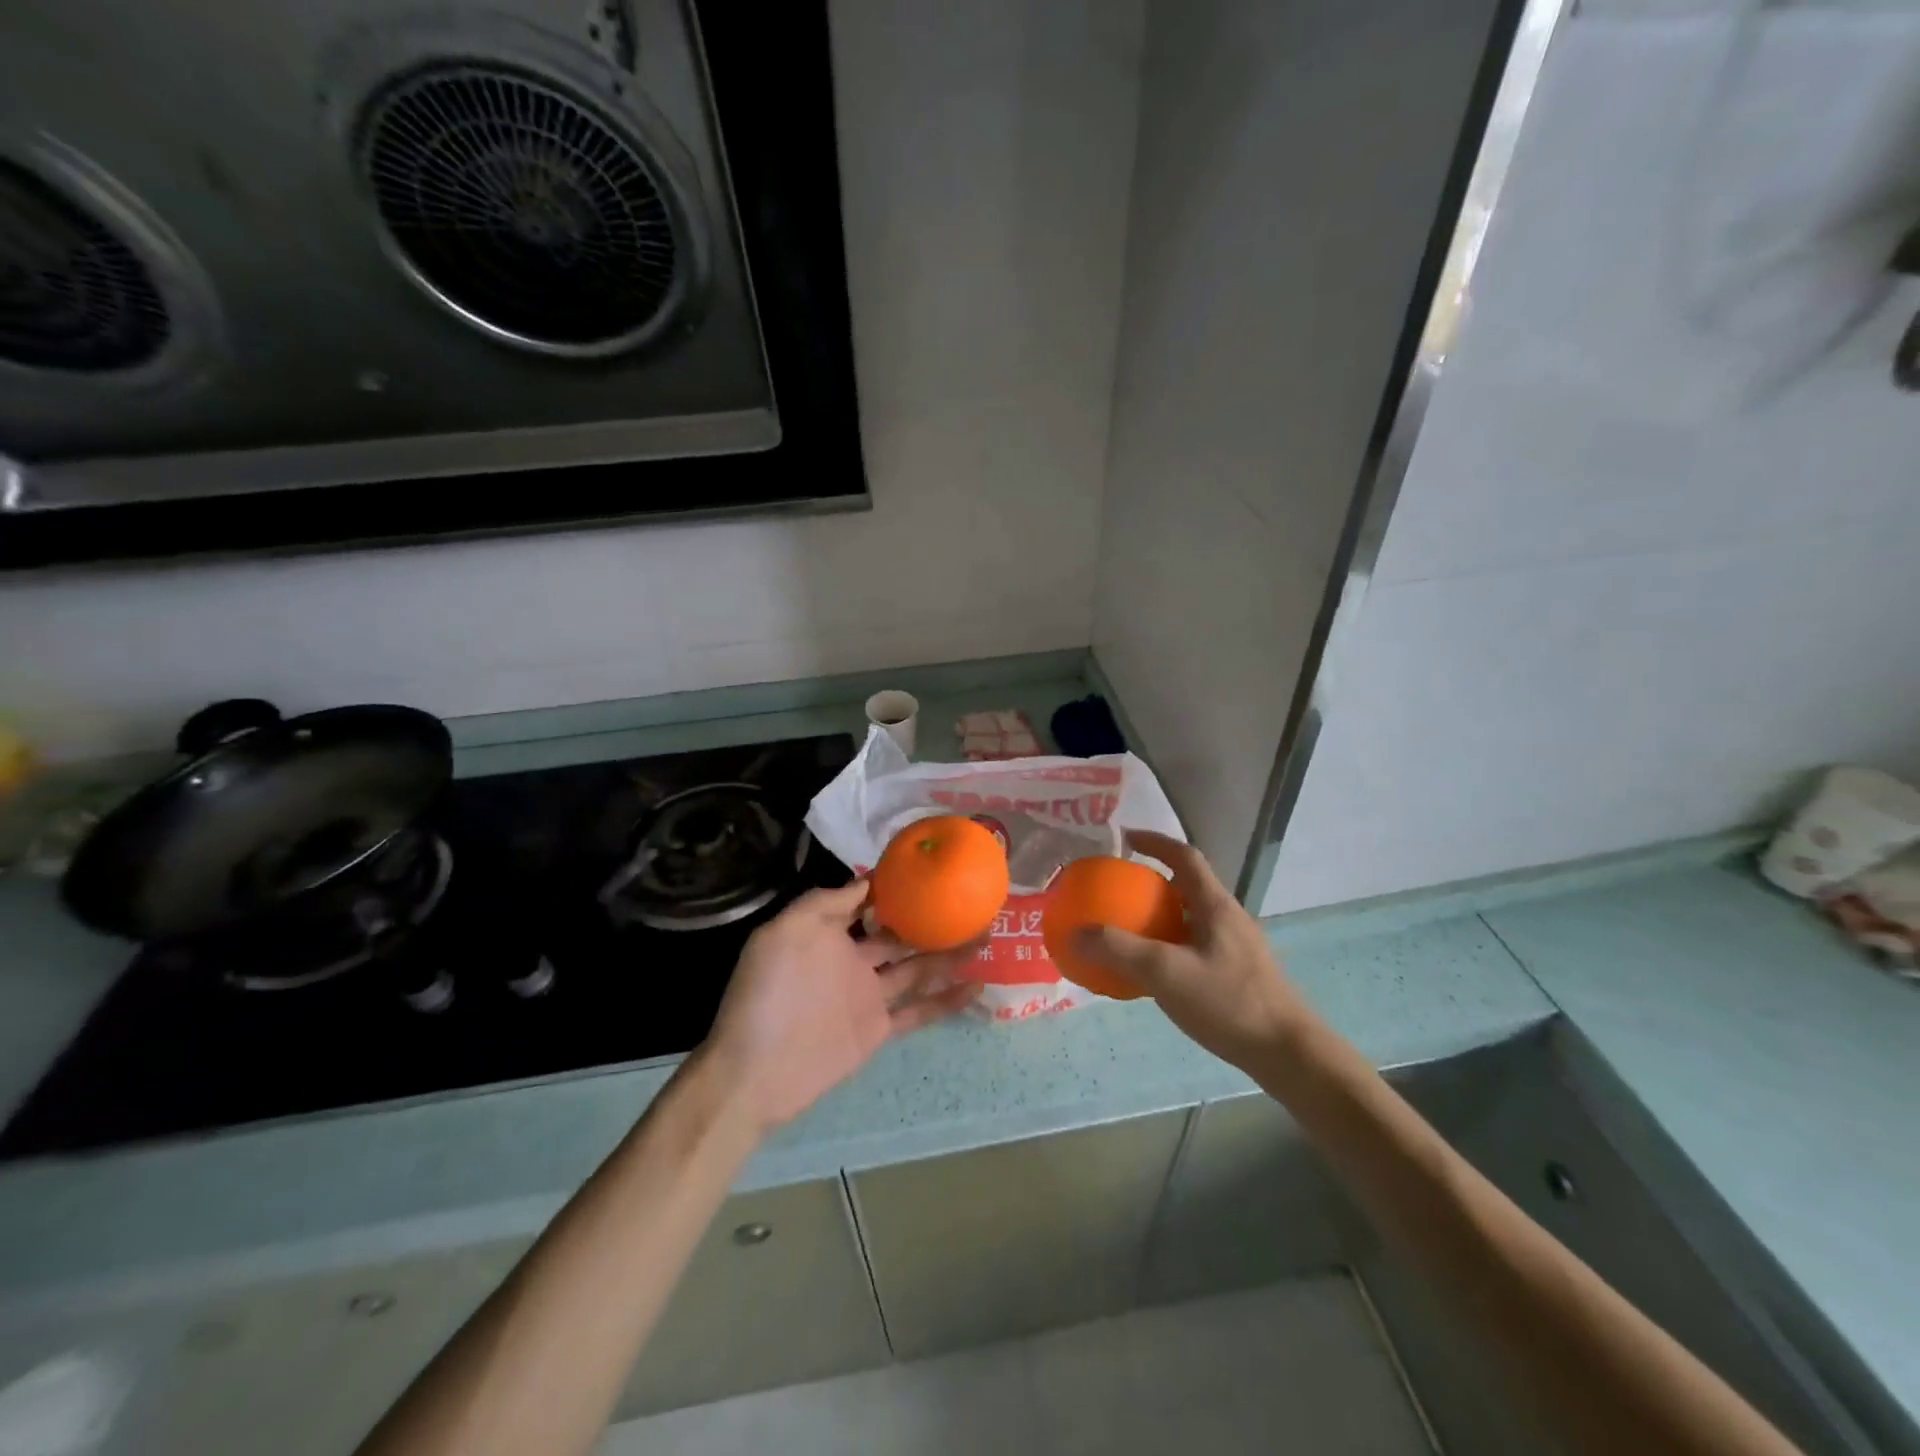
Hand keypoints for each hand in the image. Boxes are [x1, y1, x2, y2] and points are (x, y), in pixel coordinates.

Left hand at [703, 880, 979, 1130]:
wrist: (755, 1073)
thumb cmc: (768, 993)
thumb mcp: (784, 932)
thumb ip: (825, 903)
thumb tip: (867, 882)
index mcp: (828, 932)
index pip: (869, 902)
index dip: (898, 888)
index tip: (932, 871)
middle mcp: (852, 959)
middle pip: (901, 934)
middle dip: (932, 920)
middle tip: (972, 904)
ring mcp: (867, 995)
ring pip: (917, 968)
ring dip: (949, 955)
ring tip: (986, 937)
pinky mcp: (878, 1029)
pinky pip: (918, 1011)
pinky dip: (947, 1000)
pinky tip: (977, 985)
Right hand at [1073, 830, 1317, 1073]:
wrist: (1288, 1055)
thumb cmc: (1229, 1003)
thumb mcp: (1167, 973)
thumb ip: (1120, 951)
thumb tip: (1075, 932)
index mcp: (1215, 905)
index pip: (1184, 856)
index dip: (1154, 841)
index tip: (1125, 839)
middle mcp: (1227, 918)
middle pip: (1186, 886)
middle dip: (1151, 882)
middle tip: (1116, 892)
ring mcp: (1235, 948)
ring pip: (1190, 919)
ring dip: (1159, 917)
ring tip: (1127, 932)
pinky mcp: (1237, 975)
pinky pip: (1194, 947)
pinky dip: (1168, 947)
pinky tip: (1152, 975)